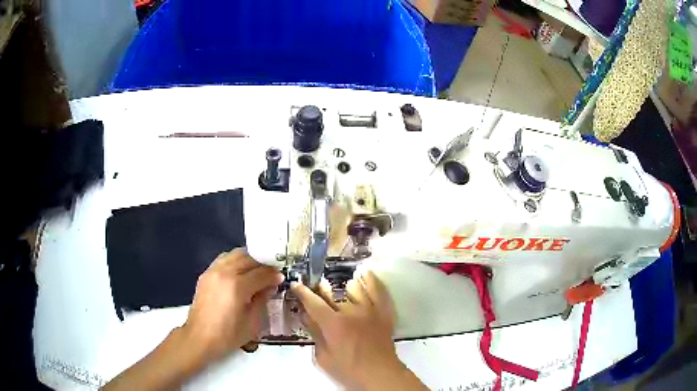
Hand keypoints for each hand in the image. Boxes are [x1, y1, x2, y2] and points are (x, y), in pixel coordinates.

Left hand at [182, 248, 283, 363]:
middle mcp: (225, 273)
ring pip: (235, 255)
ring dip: (249, 259)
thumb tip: (270, 286)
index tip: (281, 278)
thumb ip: (262, 300)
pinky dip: (235, 261)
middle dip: (263, 264)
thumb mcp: (253, 322)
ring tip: (257, 270)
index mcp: (237, 286)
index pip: (261, 273)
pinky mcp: (206, 274)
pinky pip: (224, 259)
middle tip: (272, 272)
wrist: (200, 337)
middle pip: (248, 258)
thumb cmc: (229, 335)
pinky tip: (240, 271)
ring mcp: (213, 271)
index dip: (274, 275)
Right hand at [291, 271, 426, 390]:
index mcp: (333, 324)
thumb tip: (306, 316)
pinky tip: (363, 275)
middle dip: (320, 289)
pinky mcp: (383, 311)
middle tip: (316, 287)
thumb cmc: (349, 370)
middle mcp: (350, 311)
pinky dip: (370, 280)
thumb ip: (315, 334)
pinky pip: (377, 289)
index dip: (302, 292)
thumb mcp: (323, 357)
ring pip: (354, 288)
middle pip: (331, 293)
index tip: (296, 285)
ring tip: (342, 290)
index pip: (312, 302)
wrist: (380, 373)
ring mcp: (369, 309)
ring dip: (344, 289)